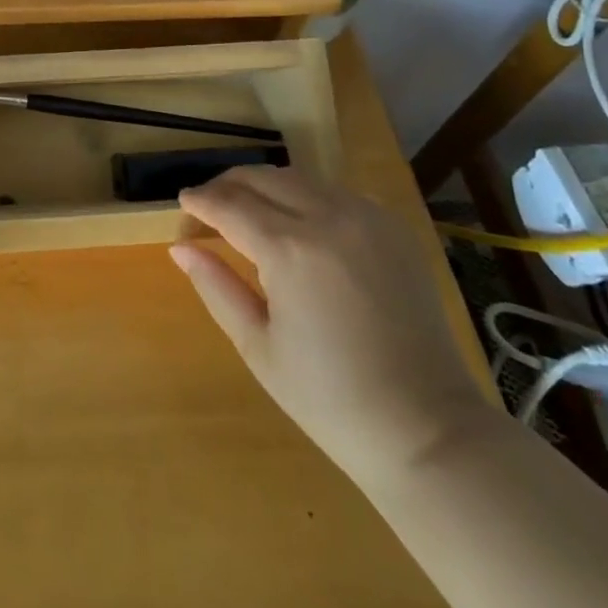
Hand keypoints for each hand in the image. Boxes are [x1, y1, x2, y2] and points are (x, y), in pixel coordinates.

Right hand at [171, 166, 488, 486]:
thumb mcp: (258, 346)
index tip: (182, 207)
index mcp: (290, 250)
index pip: (228, 205)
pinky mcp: (393, 227)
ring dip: (264, 186)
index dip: (199, 202)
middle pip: (261, 178)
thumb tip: (180, 246)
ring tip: (247, 212)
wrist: (427, 430)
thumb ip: (215, 286)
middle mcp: (328, 218)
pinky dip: (305, 196)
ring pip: (298, 177)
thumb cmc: (330, 399)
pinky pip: (335, 192)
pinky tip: (297, 224)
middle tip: (208, 209)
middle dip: (227, 186)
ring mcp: (367, 217)